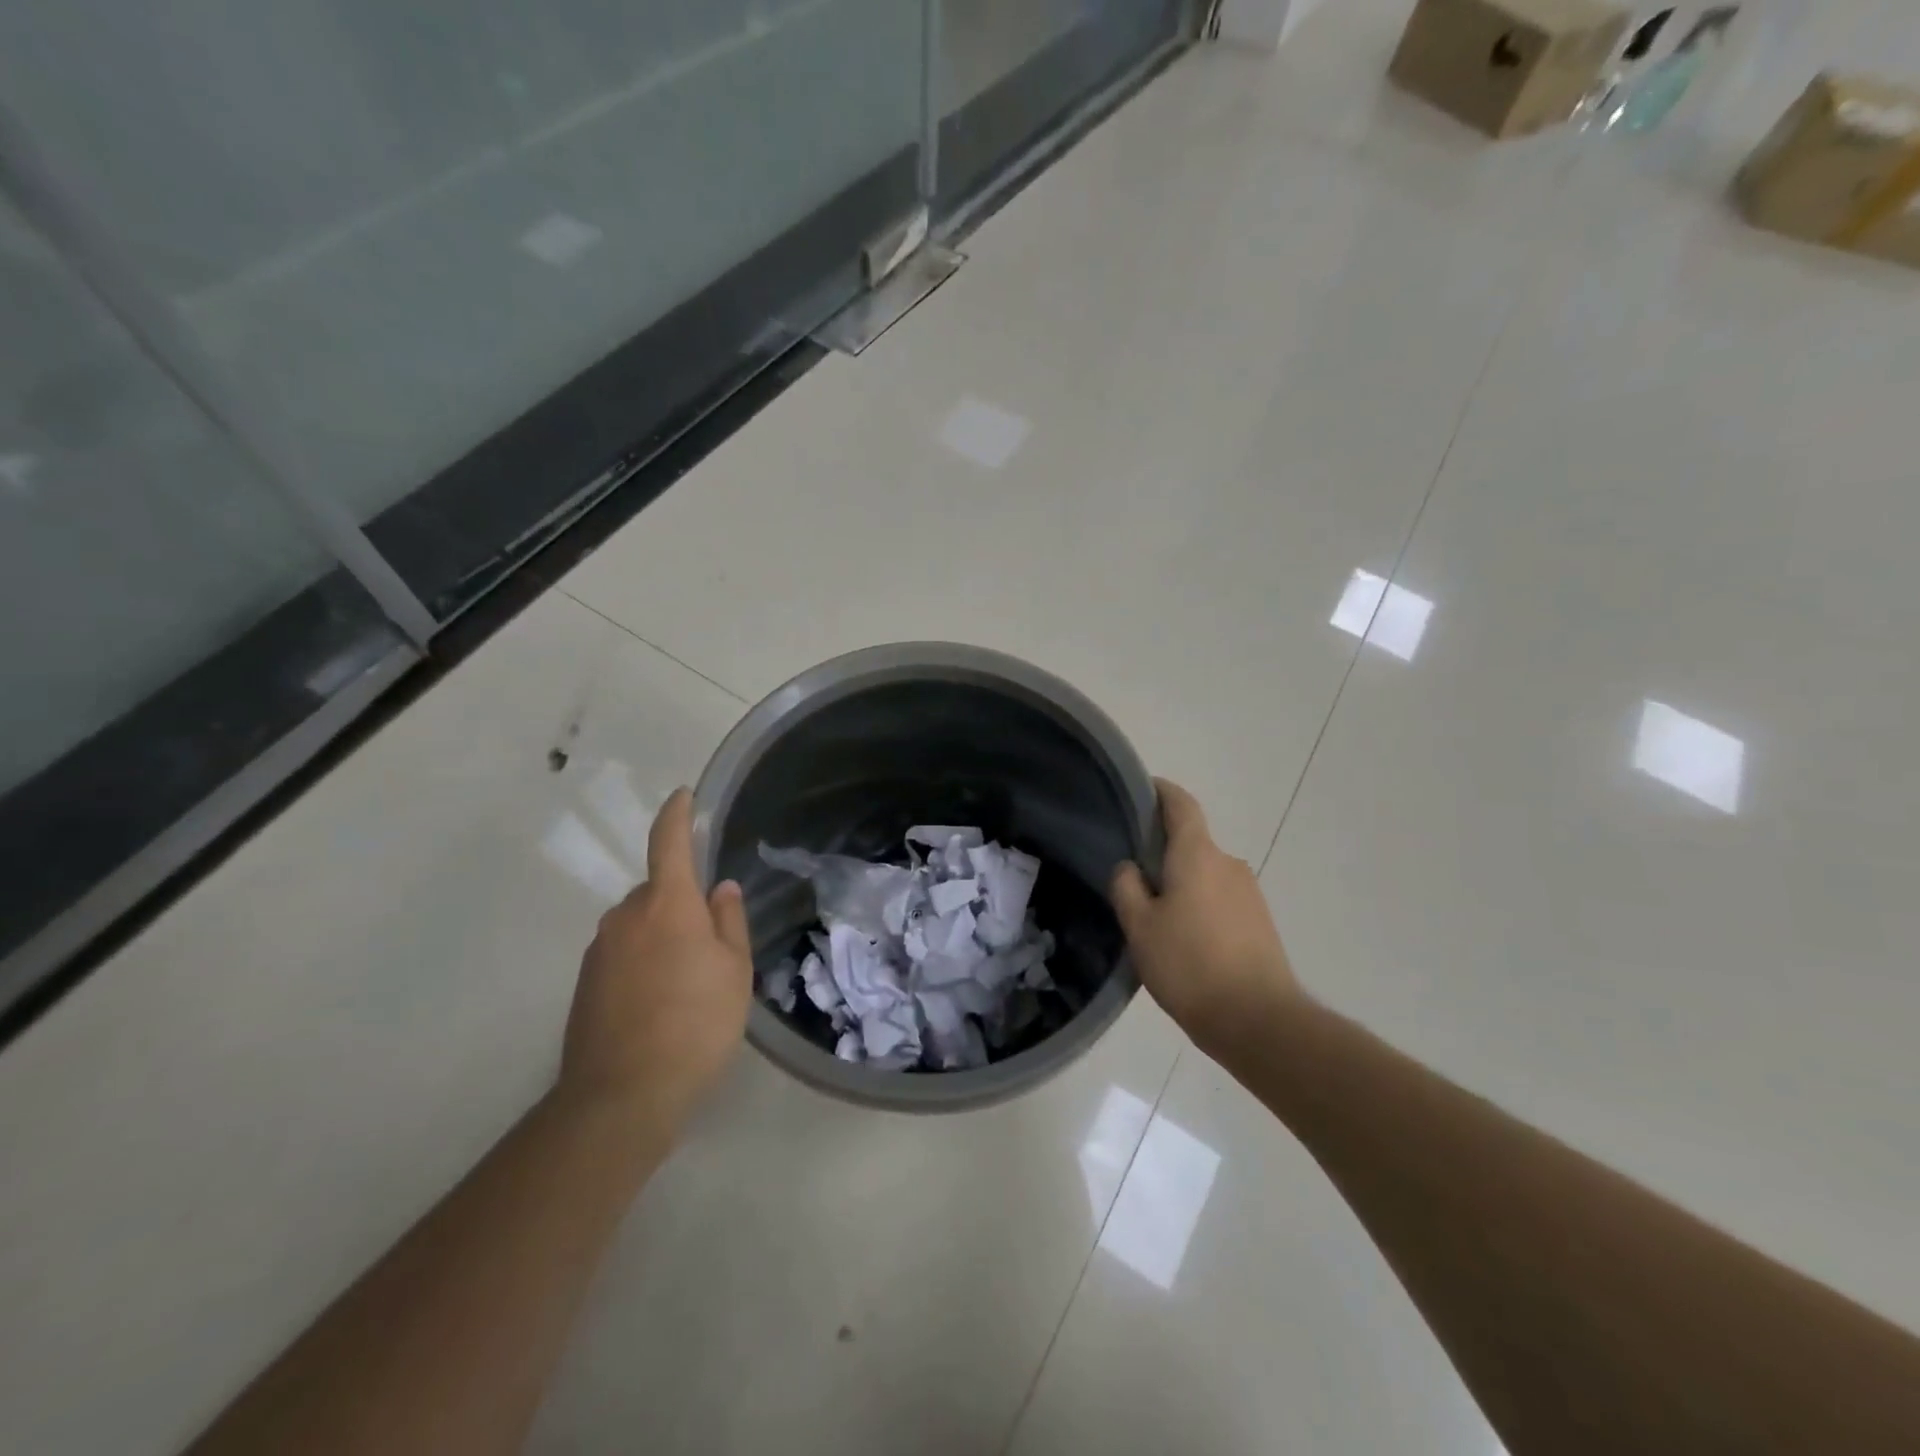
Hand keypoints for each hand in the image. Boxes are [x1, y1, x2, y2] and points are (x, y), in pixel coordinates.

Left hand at [561, 788, 752, 1136]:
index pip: (668, 842)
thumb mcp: (734, 970)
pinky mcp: (585, 983)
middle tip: (710, 946)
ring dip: (661, 937)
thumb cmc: (695, 1023)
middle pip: (657, 892)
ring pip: (639, 925)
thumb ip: (728, 921)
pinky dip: (641, 964)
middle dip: (681, 904)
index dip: (676, 814)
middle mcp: (626, 916)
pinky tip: (659, 1005)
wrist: (622, 1095)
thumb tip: (719, 889)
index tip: (682, 796)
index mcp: (667, 903)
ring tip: (686, 984)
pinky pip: (622, 954)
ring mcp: (599, 950)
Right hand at [1110, 779, 1303, 1058]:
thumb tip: (1130, 867)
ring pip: (1205, 875)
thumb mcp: (1140, 926)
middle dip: (1163, 853)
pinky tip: (1184, 941)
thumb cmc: (1190, 965)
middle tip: (1132, 877)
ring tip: (1155, 918)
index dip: (1161, 792)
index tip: (1141, 791)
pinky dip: (1200, 907)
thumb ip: (1127, 887)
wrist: (1259, 1021)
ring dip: (1182, 885)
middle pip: (1191, 843)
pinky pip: (1221, 900)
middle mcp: (1228, 864)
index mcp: (1198, 855)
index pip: (1181, 804)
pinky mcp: (1260, 923)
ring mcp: (1250, 894)